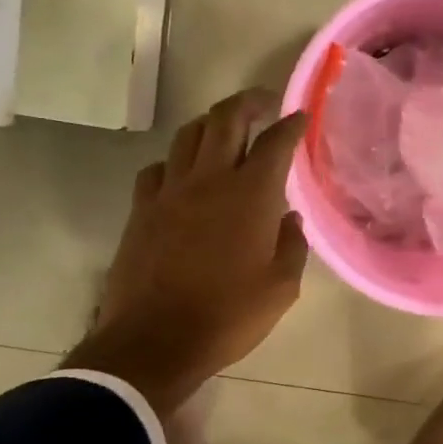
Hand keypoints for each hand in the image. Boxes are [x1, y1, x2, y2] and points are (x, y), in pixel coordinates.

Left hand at [64, 91, 308, 420]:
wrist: (155, 340)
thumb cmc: (228, 316)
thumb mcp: (281, 288)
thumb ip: (292, 245)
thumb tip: (290, 218)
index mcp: (251, 195)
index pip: (275, 142)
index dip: (291, 124)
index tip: (301, 116)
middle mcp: (209, 179)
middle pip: (225, 119)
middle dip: (247, 103)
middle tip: (262, 104)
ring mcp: (169, 191)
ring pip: (188, 135)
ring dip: (210, 123)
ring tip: (224, 130)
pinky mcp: (141, 209)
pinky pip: (158, 168)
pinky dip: (176, 160)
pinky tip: (183, 174)